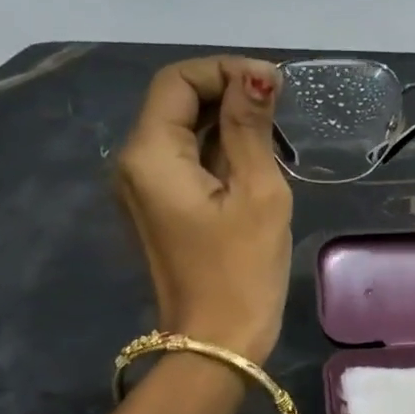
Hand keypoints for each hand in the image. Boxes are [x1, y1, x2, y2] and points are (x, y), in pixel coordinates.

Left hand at [116, 57, 292, 361]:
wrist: (216, 344)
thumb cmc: (241, 271)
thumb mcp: (257, 192)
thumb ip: (250, 127)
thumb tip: (256, 76)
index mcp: (150, 154)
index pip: (177, 81)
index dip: (224, 70)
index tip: (273, 84)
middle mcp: (134, 164)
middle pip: (175, 102)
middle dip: (226, 93)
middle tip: (280, 105)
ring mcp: (143, 189)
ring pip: (182, 131)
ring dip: (225, 121)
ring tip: (274, 132)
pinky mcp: (159, 209)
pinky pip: (185, 161)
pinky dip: (218, 150)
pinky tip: (253, 160)